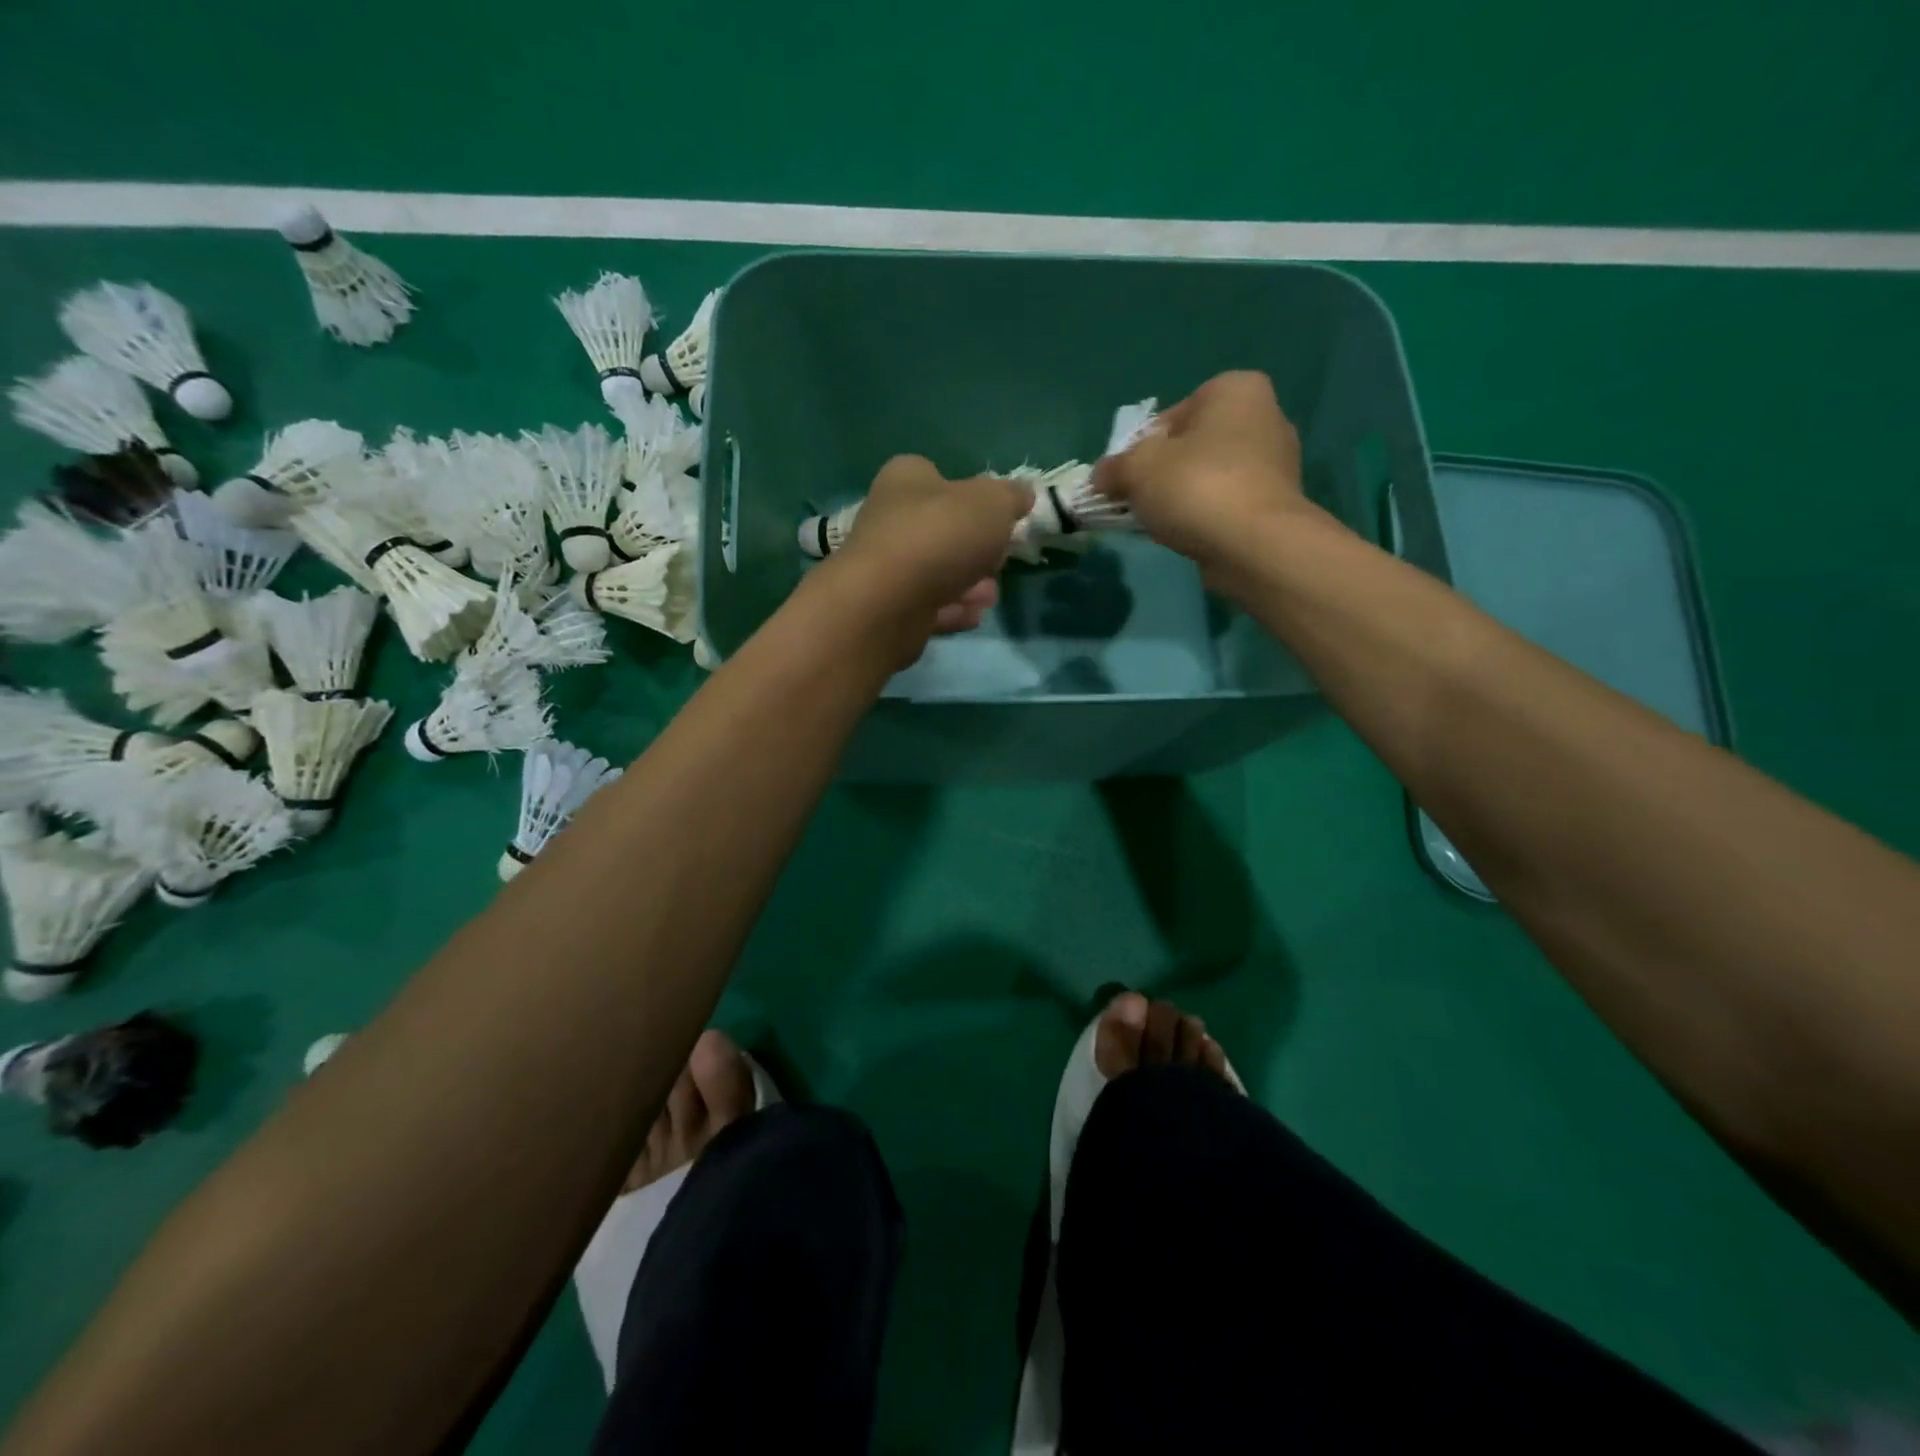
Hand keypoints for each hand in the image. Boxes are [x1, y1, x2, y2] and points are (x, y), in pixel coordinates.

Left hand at [823, 454, 1032, 646]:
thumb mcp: (992, 503)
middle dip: (976, 549)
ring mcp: (885, 567)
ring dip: (969, 584)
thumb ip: (1011, 497)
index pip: (939, 477)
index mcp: (906, 479)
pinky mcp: (887, 608)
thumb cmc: (940, 536)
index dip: (972, 495)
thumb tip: (1023, 494)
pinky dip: (952, 610)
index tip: (999, 518)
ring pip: (937, 572)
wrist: (887, 603)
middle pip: (942, 530)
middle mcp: (889, 518)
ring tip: (990, 596)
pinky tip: (973, 616)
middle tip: (999, 562)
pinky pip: (927, 606)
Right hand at [1091, 371, 1313, 571]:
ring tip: (1162, 524)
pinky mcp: (1276, 503)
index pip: (1169, 417)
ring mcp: (1276, 462)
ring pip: (1208, 476)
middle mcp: (1264, 415)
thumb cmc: (1195, 487)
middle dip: (1162, 473)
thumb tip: (1100, 477)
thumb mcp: (1136, 469)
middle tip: (1139, 502)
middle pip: (1190, 446)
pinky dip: (1205, 516)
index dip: (1140, 449)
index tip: (1126, 479)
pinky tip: (1189, 536)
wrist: (1254, 545)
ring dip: (1182, 497)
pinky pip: (1226, 503)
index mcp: (1234, 390)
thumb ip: (1113, 468)